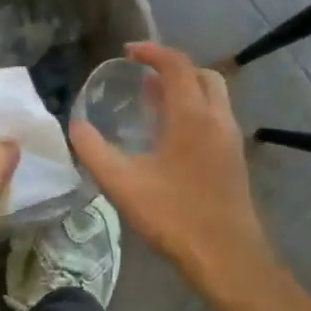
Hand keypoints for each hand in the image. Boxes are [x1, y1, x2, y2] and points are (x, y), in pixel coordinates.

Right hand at [69, 44, 272, 292]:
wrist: (227, 258)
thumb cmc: (175, 216)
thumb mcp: (123, 184)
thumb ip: (94, 151)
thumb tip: (75, 126)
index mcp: (192, 115)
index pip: (176, 65)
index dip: (152, 51)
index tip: (127, 52)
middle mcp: (217, 118)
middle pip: (201, 74)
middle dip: (172, 67)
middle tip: (142, 75)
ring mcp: (230, 139)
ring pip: (212, 96)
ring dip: (185, 89)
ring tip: (153, 100)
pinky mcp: (234, 158)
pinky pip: (215, 116)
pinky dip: (194, 109)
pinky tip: (170, 135)